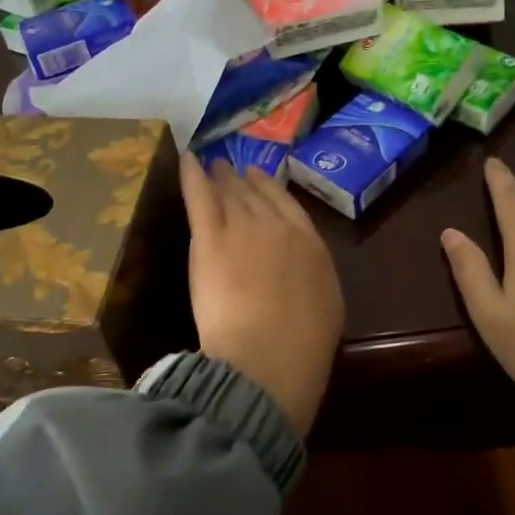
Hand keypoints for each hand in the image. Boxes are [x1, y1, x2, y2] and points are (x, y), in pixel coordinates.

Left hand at [179, 154, 343, 436]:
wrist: (269, 355)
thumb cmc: (303, 344)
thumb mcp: (327, 306)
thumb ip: (313, 276)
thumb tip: (303, 269)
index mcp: (309, 243)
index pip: (287, 205)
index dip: (270, 188)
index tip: (259, 177)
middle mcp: (276, 226)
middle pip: (256, 196)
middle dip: (241, 181)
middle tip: (230, 169)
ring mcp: (242, 228)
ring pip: (229, 194)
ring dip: (220, 177)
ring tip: (213, 165)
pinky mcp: (209, 239)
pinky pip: (200, 197)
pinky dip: (192, 175)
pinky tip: (187, 159)